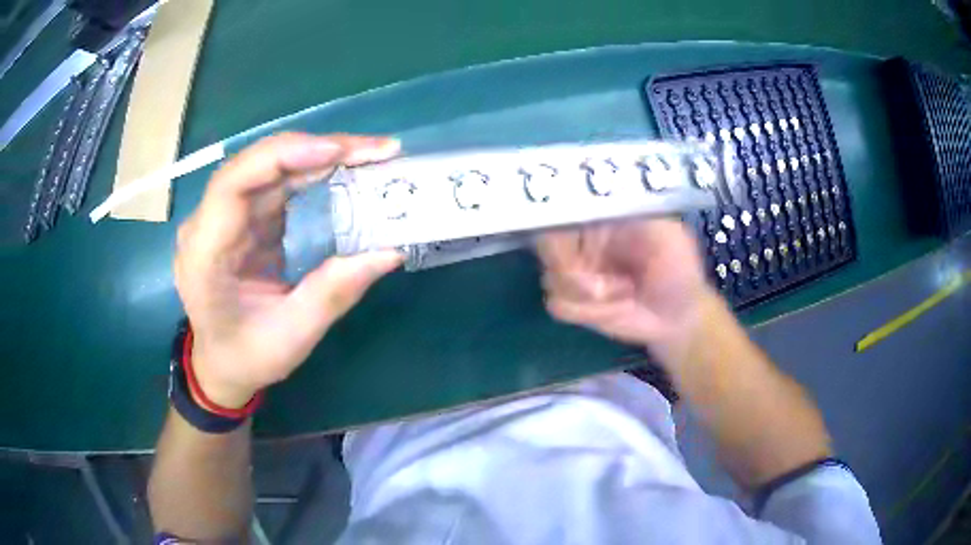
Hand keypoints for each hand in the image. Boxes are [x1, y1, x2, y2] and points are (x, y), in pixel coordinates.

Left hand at [174, 133, 403, 407]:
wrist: (222, 363)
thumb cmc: (248, 356)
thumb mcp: (291, 337)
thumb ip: (333, 293)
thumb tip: (389, 251)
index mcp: (205, 255)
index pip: (233, 185)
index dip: (282, 158)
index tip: (337, 152)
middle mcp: (208, 224)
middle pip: (256, 165)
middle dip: (316, 150)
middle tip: (377, 150)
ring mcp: (223, 216)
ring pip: (269, 166)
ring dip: (320, 155)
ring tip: (371, 155)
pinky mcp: (242, 216)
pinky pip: (276, 180)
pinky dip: (313, 170)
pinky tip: (345, 168)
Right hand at [537, 219, 714, 366]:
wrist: (679, 316)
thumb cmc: (677, 270)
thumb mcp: (666, 234)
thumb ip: (634, 215)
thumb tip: (597, 205)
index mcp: (601, 218)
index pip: (563, 210)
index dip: (560, 226)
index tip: (578, 248)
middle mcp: (582, 242)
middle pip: (547, 245)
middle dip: (572, 270)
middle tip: (600, 286)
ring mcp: (575, 273)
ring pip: (551, 279)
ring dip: (588, 295)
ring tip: (625, 294)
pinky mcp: (574, 303)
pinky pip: (558, 305)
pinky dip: (587, 312)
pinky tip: (615, 309)